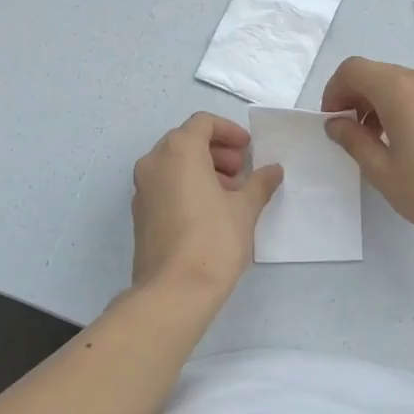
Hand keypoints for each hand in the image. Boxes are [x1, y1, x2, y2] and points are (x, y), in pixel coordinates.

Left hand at [131, 113, 282, 299]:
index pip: (203, 123)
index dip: (229, 131)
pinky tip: (210, 211)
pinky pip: (165, 185)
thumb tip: (273, 171)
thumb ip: (259, 183)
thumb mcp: (245, 208)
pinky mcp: (140, 213)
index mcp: (178, 150)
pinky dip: (187, 185)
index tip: (248, 150)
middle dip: (217, 151)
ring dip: (203, 168)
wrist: (174, 290)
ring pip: (174, 164)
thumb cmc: (214, 239)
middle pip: (186, 141)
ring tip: (230, 194)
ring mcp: (142, 188)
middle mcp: (154, 162)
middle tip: (242, 171)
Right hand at [322, 57, 413, 248]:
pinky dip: (405, 108)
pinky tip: (410, 144)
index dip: (334, 90)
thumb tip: (336, 123)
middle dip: (356, 97)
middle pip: (377, 73)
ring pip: (401, 84)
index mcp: (398, 90)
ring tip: (379, 142)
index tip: (333, 120)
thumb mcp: (381, 171)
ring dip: (380, 104)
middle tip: (351, 133)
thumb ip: (353, 140)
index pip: (353, 69)